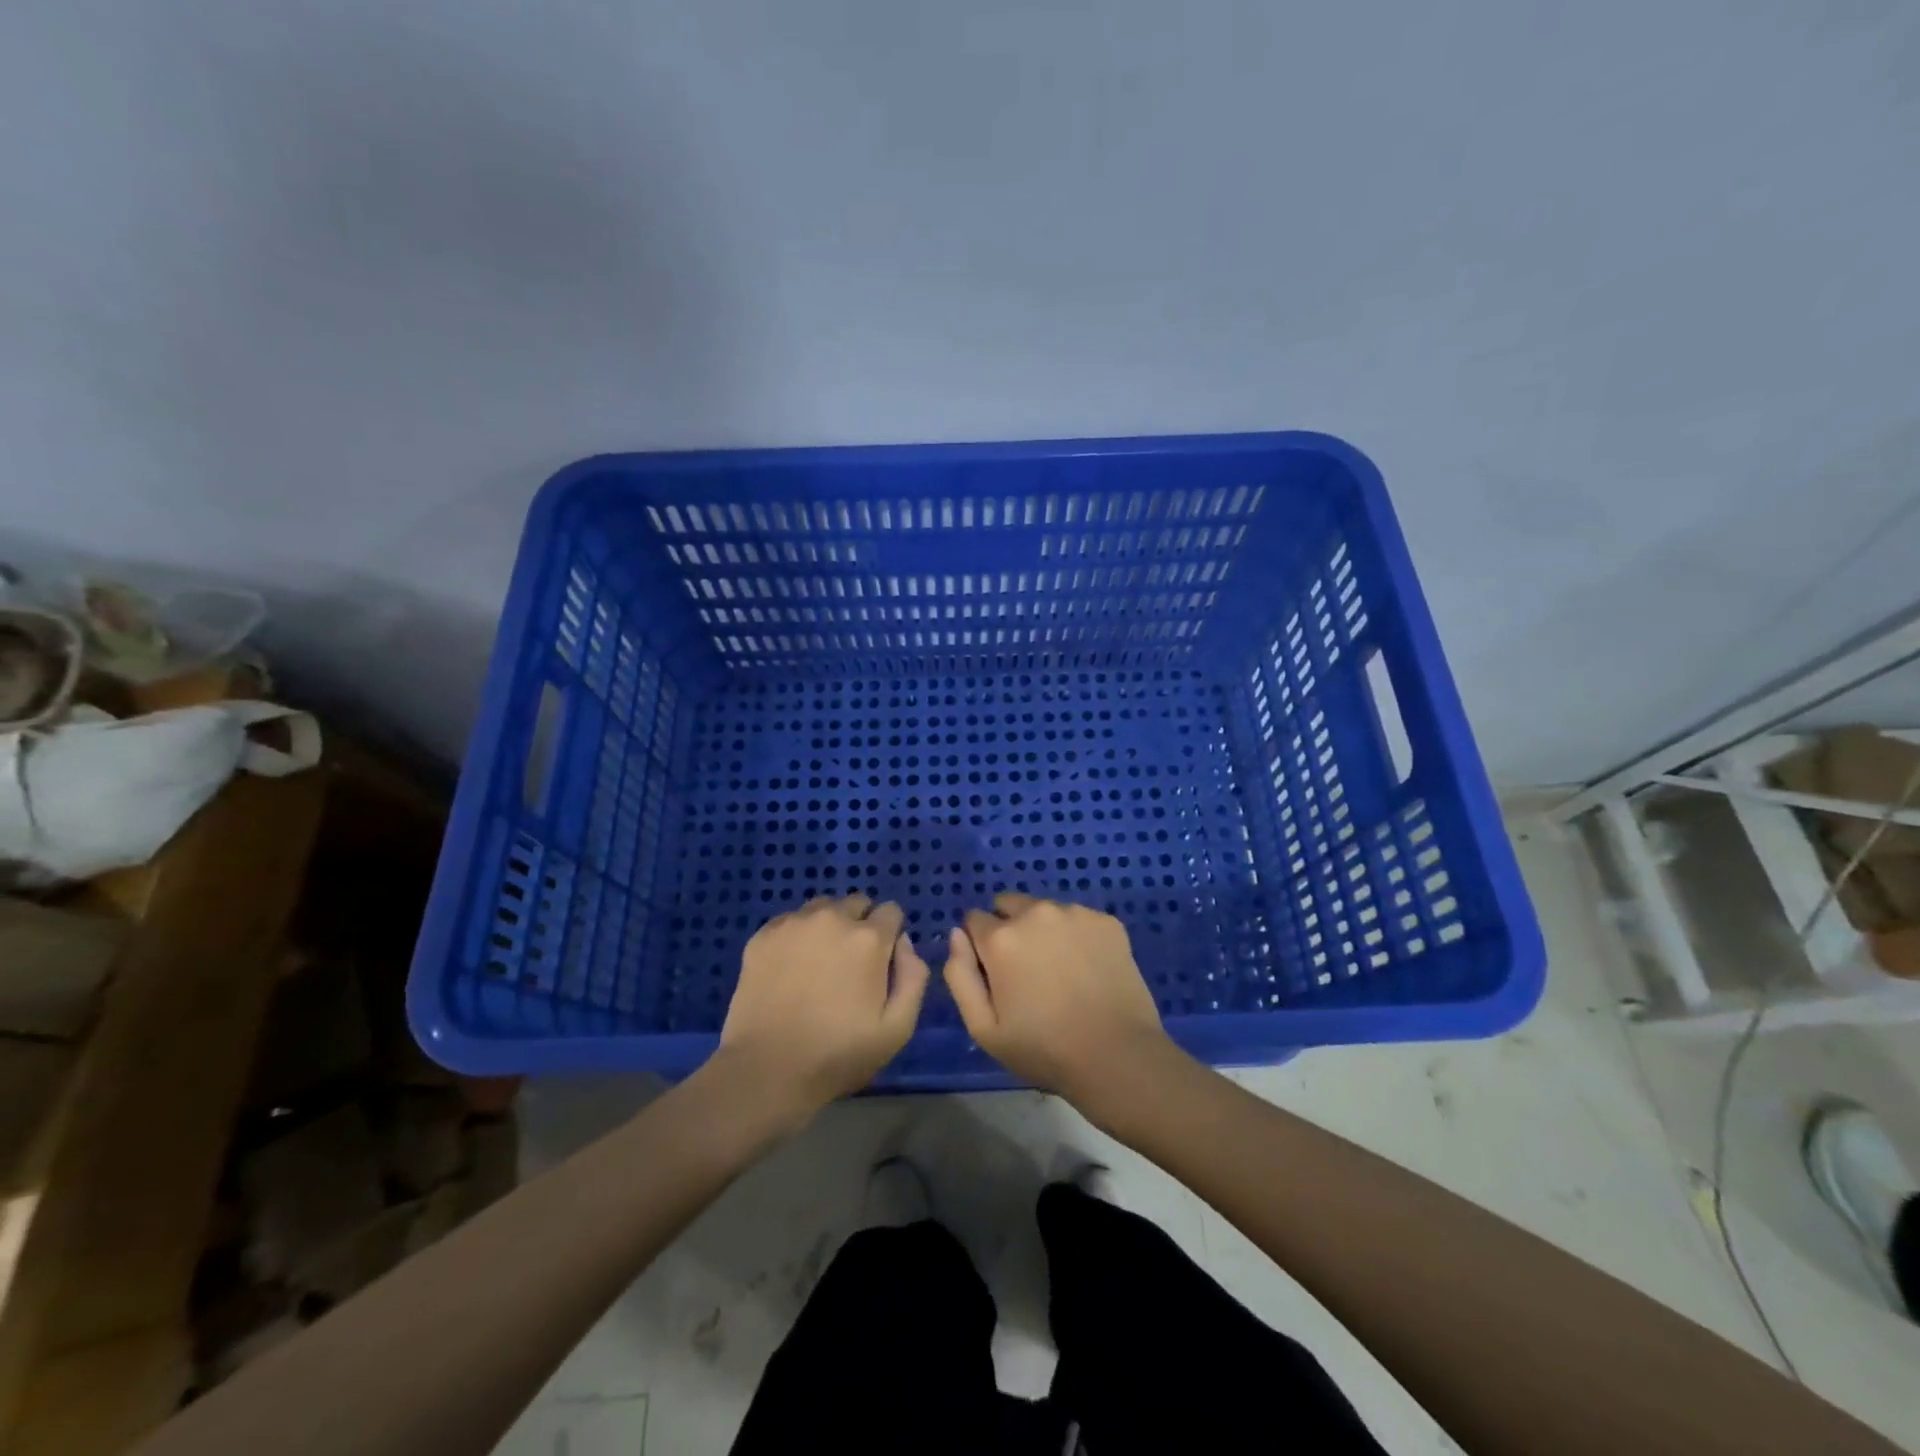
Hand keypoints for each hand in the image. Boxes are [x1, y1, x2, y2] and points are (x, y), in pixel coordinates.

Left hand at [716, 894, 929, 1120]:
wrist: (766, 1070)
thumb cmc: (838, 1054)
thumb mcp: (897, 1029)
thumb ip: (914, 977)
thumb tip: (904, 943)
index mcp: (869, 938)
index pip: (892, 911)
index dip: (890, 935)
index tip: (881, 963)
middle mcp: (832, 918)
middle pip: (857, 903)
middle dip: (861, 925)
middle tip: (850, 964)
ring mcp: (794, 923)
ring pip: (823, 907)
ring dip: (829, 926)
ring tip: (819, 963)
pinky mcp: (763, 935)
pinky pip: (791, 921)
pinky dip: (798, 935)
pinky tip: (791, 968)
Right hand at [943, 894, 1173, 1103]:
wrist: (1117, 1056)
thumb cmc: (1043, 1048)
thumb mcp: (983, 1028)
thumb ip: (959, 975)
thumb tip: (957, 935)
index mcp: (1002, 937)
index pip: (973, 920)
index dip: (980, 947)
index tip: (995, 974)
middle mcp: (1036, 912)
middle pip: (1008, 905)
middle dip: (1009, 929)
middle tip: (1027, 970)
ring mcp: (1076, 913)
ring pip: (1045, 910)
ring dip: (1043, 930)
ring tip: (1061, 972)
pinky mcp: (1107, 921)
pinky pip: (1078, 919)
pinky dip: (1076, 936)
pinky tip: (1087, 969)